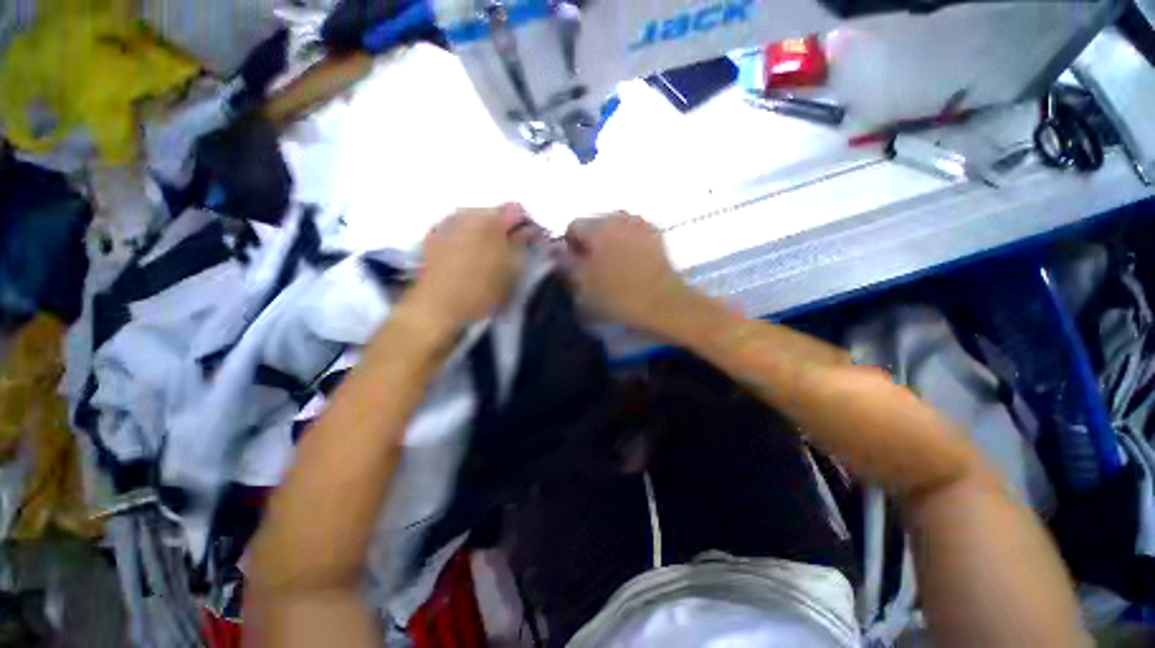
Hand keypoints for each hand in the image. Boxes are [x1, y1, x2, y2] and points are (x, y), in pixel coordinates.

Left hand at [407, 204, 528, 332]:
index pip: (516, 209)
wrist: (437, 307)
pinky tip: (469, 255)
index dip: (526, 224)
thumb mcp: (512, 270)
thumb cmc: (482, 291)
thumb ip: (522, 244)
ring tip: (489, 255)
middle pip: (494, 212)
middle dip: (504, 228)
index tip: (530, 242)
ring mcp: (447, 223)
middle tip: (510, 251)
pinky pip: (458, 228)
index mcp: (491, 220)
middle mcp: (468, 214)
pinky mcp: (433, 236)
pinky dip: (467, 237)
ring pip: (475, 219)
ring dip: (485, 232)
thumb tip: (529, 230)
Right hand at [563, 212, 691, 333]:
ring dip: (608, 241)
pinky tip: (631, 262)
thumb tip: (557, 251)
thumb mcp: (583, 287)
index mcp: (598, 228)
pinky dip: (626, 242)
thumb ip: (566, 264)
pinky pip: (631, 232)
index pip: (572, 226)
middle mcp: (619, 217)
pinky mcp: (655, 233)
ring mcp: (640, 223)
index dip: (570, 246)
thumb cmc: (619, 297)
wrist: (663, 303)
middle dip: (589, 242)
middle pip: (593, 223)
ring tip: (614, 265)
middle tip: (594, 267)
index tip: (577, 266)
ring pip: (613, 227)